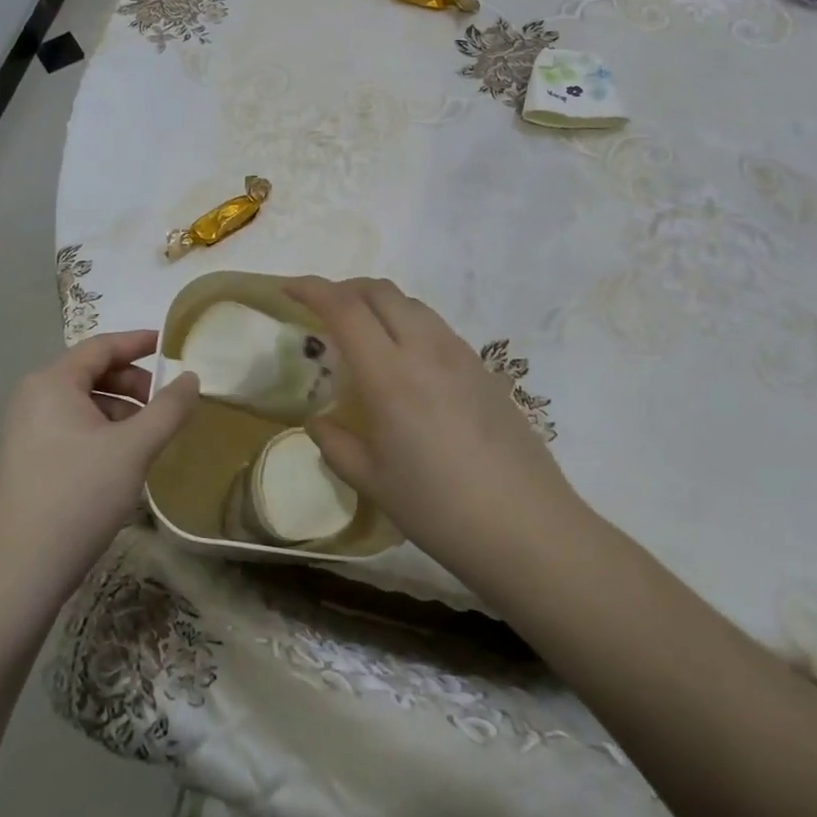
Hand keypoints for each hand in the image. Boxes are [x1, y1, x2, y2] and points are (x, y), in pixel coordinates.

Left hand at [0, 330, 198, 613]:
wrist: (17, 574)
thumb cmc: (78, 497)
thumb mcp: (134, 449)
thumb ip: (168, 408)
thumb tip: (191, 377)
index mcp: (51, 382)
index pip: (101, 346)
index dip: (138, 342)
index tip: (169, 344)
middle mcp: (30, 397)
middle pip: (90, 373)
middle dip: (132, 384)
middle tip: (164, 404)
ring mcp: (20, 431)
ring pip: (79, 404)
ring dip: (117, 411)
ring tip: (146, 439)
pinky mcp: (20, 462)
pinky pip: (66, 428)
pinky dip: (98, 432)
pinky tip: (117, 462)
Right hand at [287, 277, 587, 590]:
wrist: (528, 528)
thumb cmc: (440, 509)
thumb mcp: (374, 482)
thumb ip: (337, 445)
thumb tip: (318, 423)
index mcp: (390, 374)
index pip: (344, 307)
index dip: (312, 288)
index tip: (288, 288)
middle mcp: (425, 349)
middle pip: (379, 291)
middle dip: (344, 288)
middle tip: (322, 310)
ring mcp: (460, 354)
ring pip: (410, 304)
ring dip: (377, 303)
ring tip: (363, 334)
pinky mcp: (483, 367)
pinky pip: (435, 325)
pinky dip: (407, 322)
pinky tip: (405, 361)